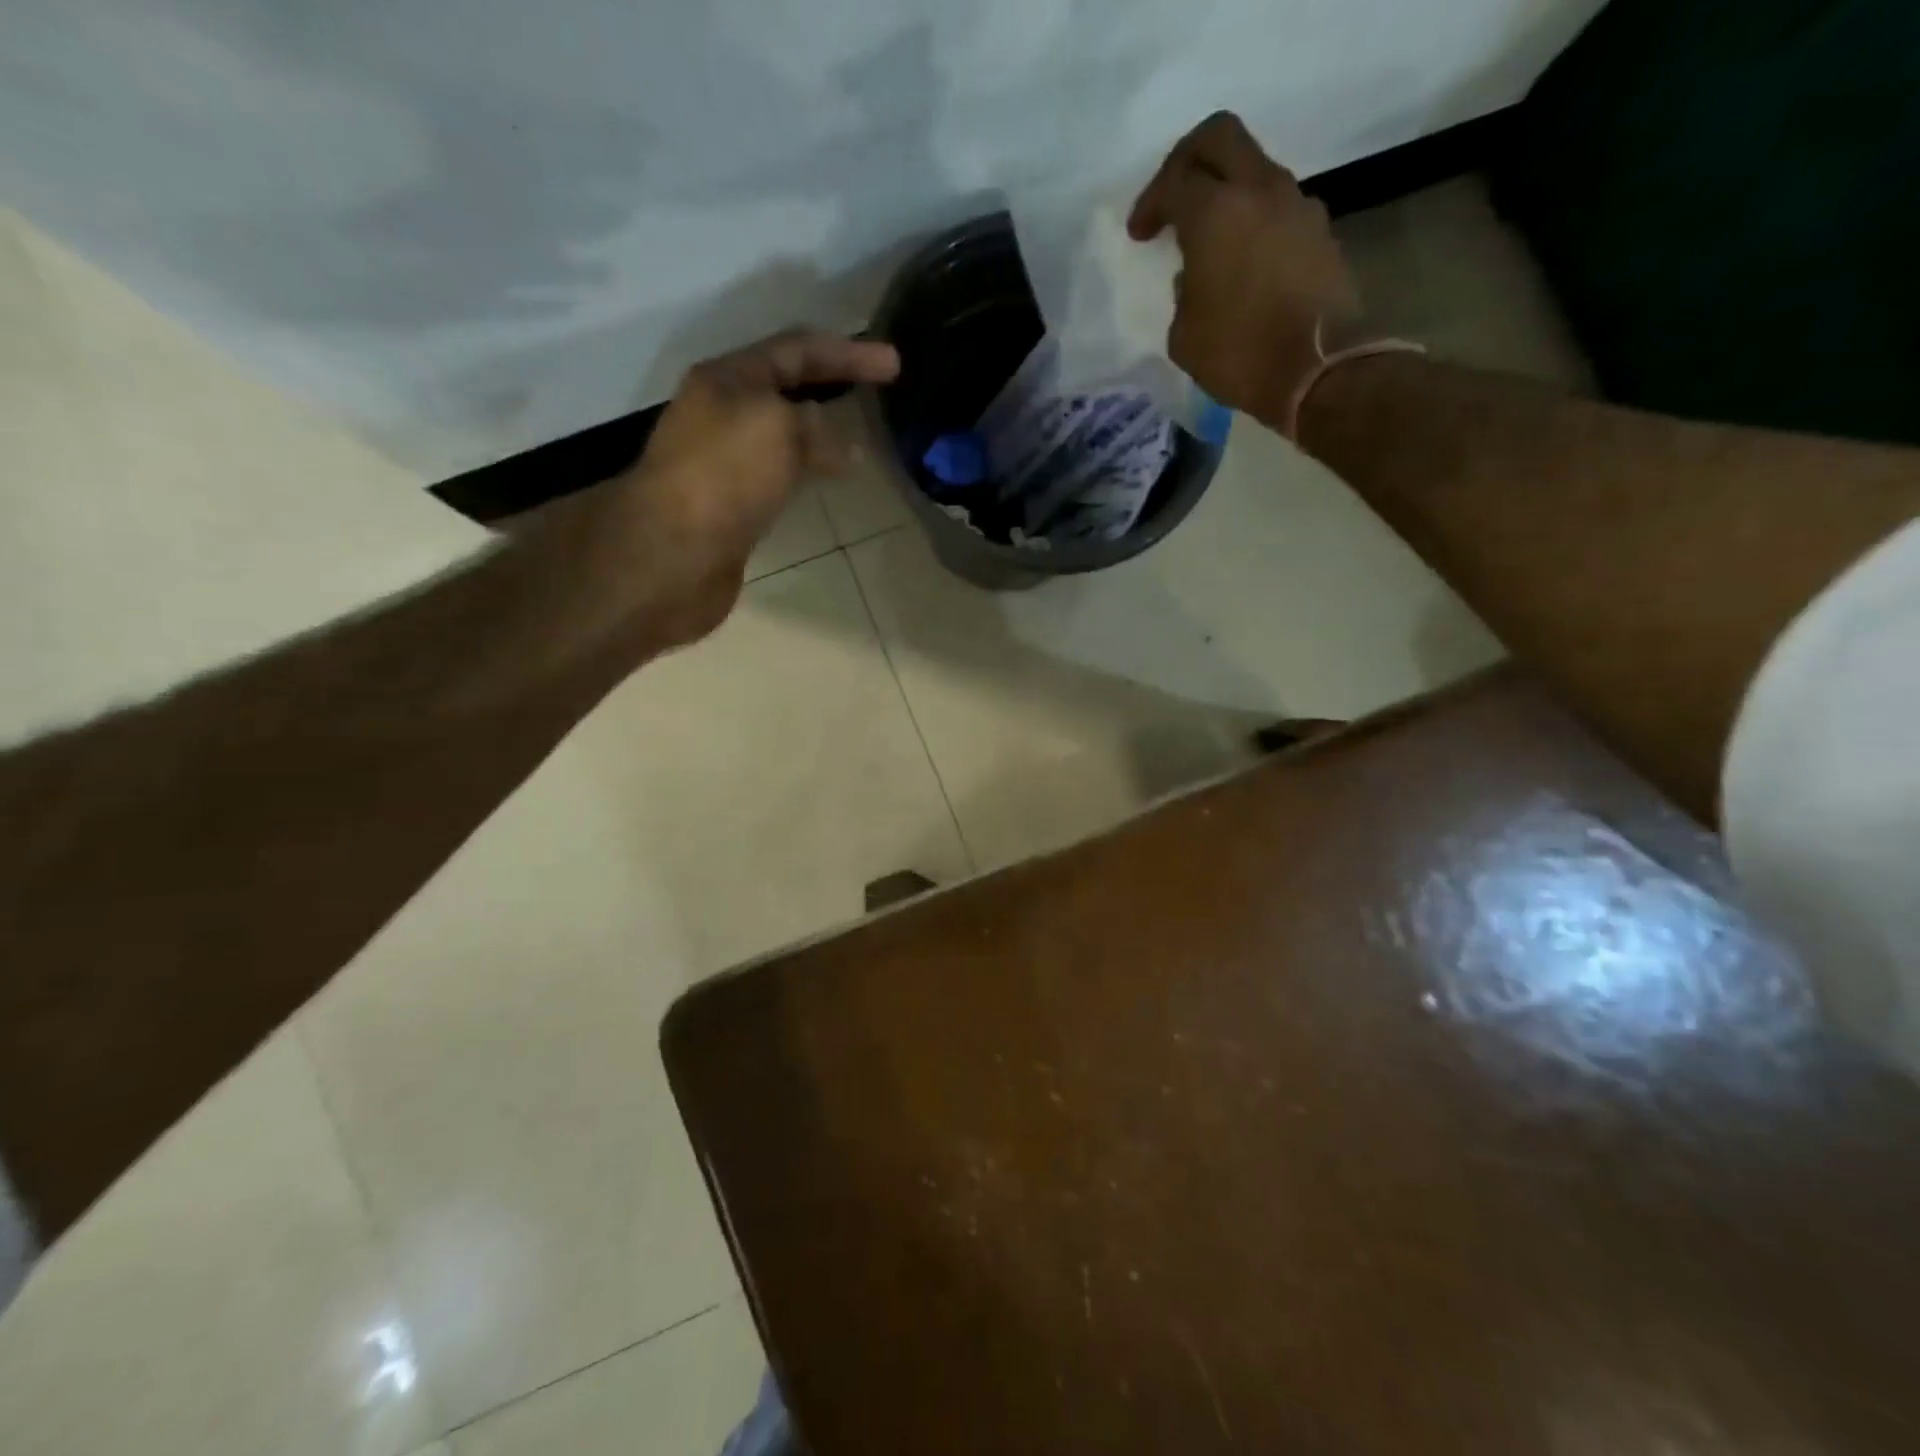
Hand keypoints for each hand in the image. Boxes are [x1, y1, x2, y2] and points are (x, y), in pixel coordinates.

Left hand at [597, 329, 899, 649]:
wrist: (672, 555)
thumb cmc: (723, 477)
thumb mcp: (777, 428)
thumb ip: (815, 425)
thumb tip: (841, 446)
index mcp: (728, 379)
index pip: (797, 349)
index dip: (848, 352)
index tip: (895, 364)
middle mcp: (722, 412)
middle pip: (786, 386)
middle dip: (832, 382)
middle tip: (876, 390)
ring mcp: (724, 460)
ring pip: (783, 432)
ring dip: (821, 430)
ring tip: (859, 439)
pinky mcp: (731, 502)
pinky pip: (779, 472)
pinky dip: (808, 468)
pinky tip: (827, 481)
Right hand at [1129, 112, 1358, 425]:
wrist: (1320, 371)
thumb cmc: (1239, 354)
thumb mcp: (1184, 335)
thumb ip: (1183, 293)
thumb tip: (1196, 276)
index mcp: (1215, 213)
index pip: (1175, 180)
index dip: (1151, 202)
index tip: (1140, 234)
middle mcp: (1260, 192)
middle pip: (1221, 137)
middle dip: (1189, 159)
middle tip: (1173, 197)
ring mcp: (1297, 207)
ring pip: (1254, 172)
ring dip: (1227, 195)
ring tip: (1210, 242)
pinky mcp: (1320, 232)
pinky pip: (1277, 209)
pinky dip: (1254, 223)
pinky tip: (1243, 265)